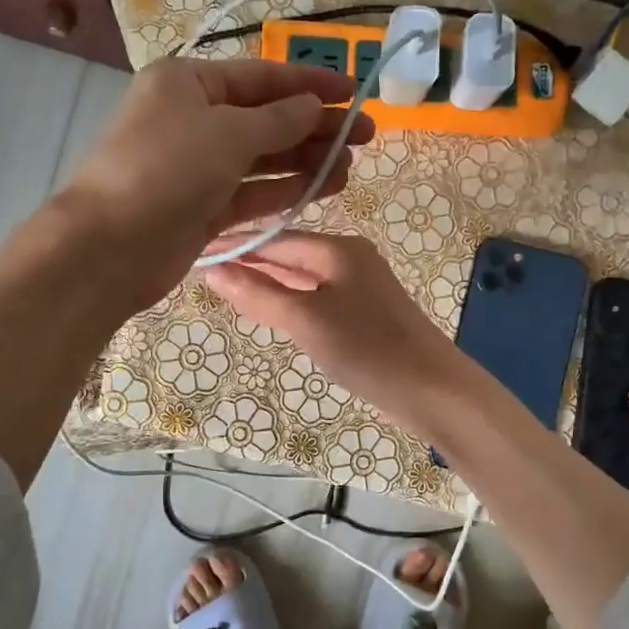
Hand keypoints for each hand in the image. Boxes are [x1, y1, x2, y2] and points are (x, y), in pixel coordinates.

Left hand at [57, 58, 376, 311]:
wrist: (111, 246)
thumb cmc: (167, 169)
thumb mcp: (228, 133)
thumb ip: (279, 120)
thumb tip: (313, 106)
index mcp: (188, 84)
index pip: (261, 77)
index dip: (310, 83)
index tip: (354, 90)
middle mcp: (193, 120)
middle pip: (266, 118)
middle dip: (315, 126)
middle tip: (365, 135)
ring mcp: (198, 167)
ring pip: (263, 158)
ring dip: (306, 160)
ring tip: (349, 166)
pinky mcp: (204, 207)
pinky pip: (253, 192)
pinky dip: (285, 189)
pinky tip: (323, 188)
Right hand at [202, 231, 463, 423]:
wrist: (432, 389)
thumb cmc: (367, 349)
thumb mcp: (305, 320)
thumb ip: (259, 295)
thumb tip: (214, 271)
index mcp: (338, 249)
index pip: (275, 239)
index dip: (237, 246)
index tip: (196, 249)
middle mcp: (350, 258)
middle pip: (290, 254)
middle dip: (251, 261)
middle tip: (204, 269)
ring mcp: (361, 285)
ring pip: (303, 276)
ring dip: (269, 281)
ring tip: (228, 287)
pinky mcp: (366, 312)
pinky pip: (318, 296)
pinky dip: (291, 299)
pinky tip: (273, 310)